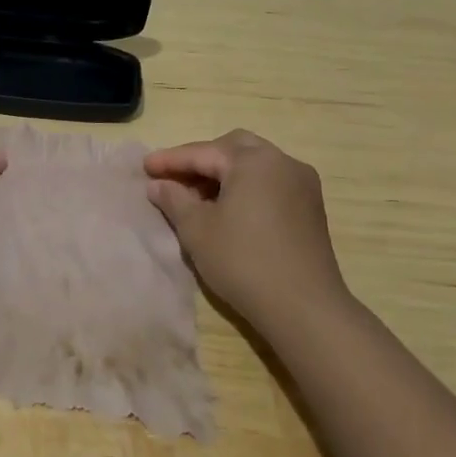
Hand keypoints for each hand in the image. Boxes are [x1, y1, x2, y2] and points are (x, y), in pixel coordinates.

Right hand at [143, 130, 348, 332]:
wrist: (304, 308)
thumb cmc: (243, 261)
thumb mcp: (197, 229)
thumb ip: (174, 199)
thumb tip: (158, 184)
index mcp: (254, 161)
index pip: (203, 153)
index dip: (170, 160)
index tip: (144, 167)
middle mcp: (282, 162)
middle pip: (233, 148)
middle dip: (201, 159)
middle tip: (174, 177)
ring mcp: (302, 184)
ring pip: (255, 164)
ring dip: (224, 173)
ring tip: (197, 196)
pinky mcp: (311, 207)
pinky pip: (270, 182)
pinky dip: (246, 186)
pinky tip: (228, 209)